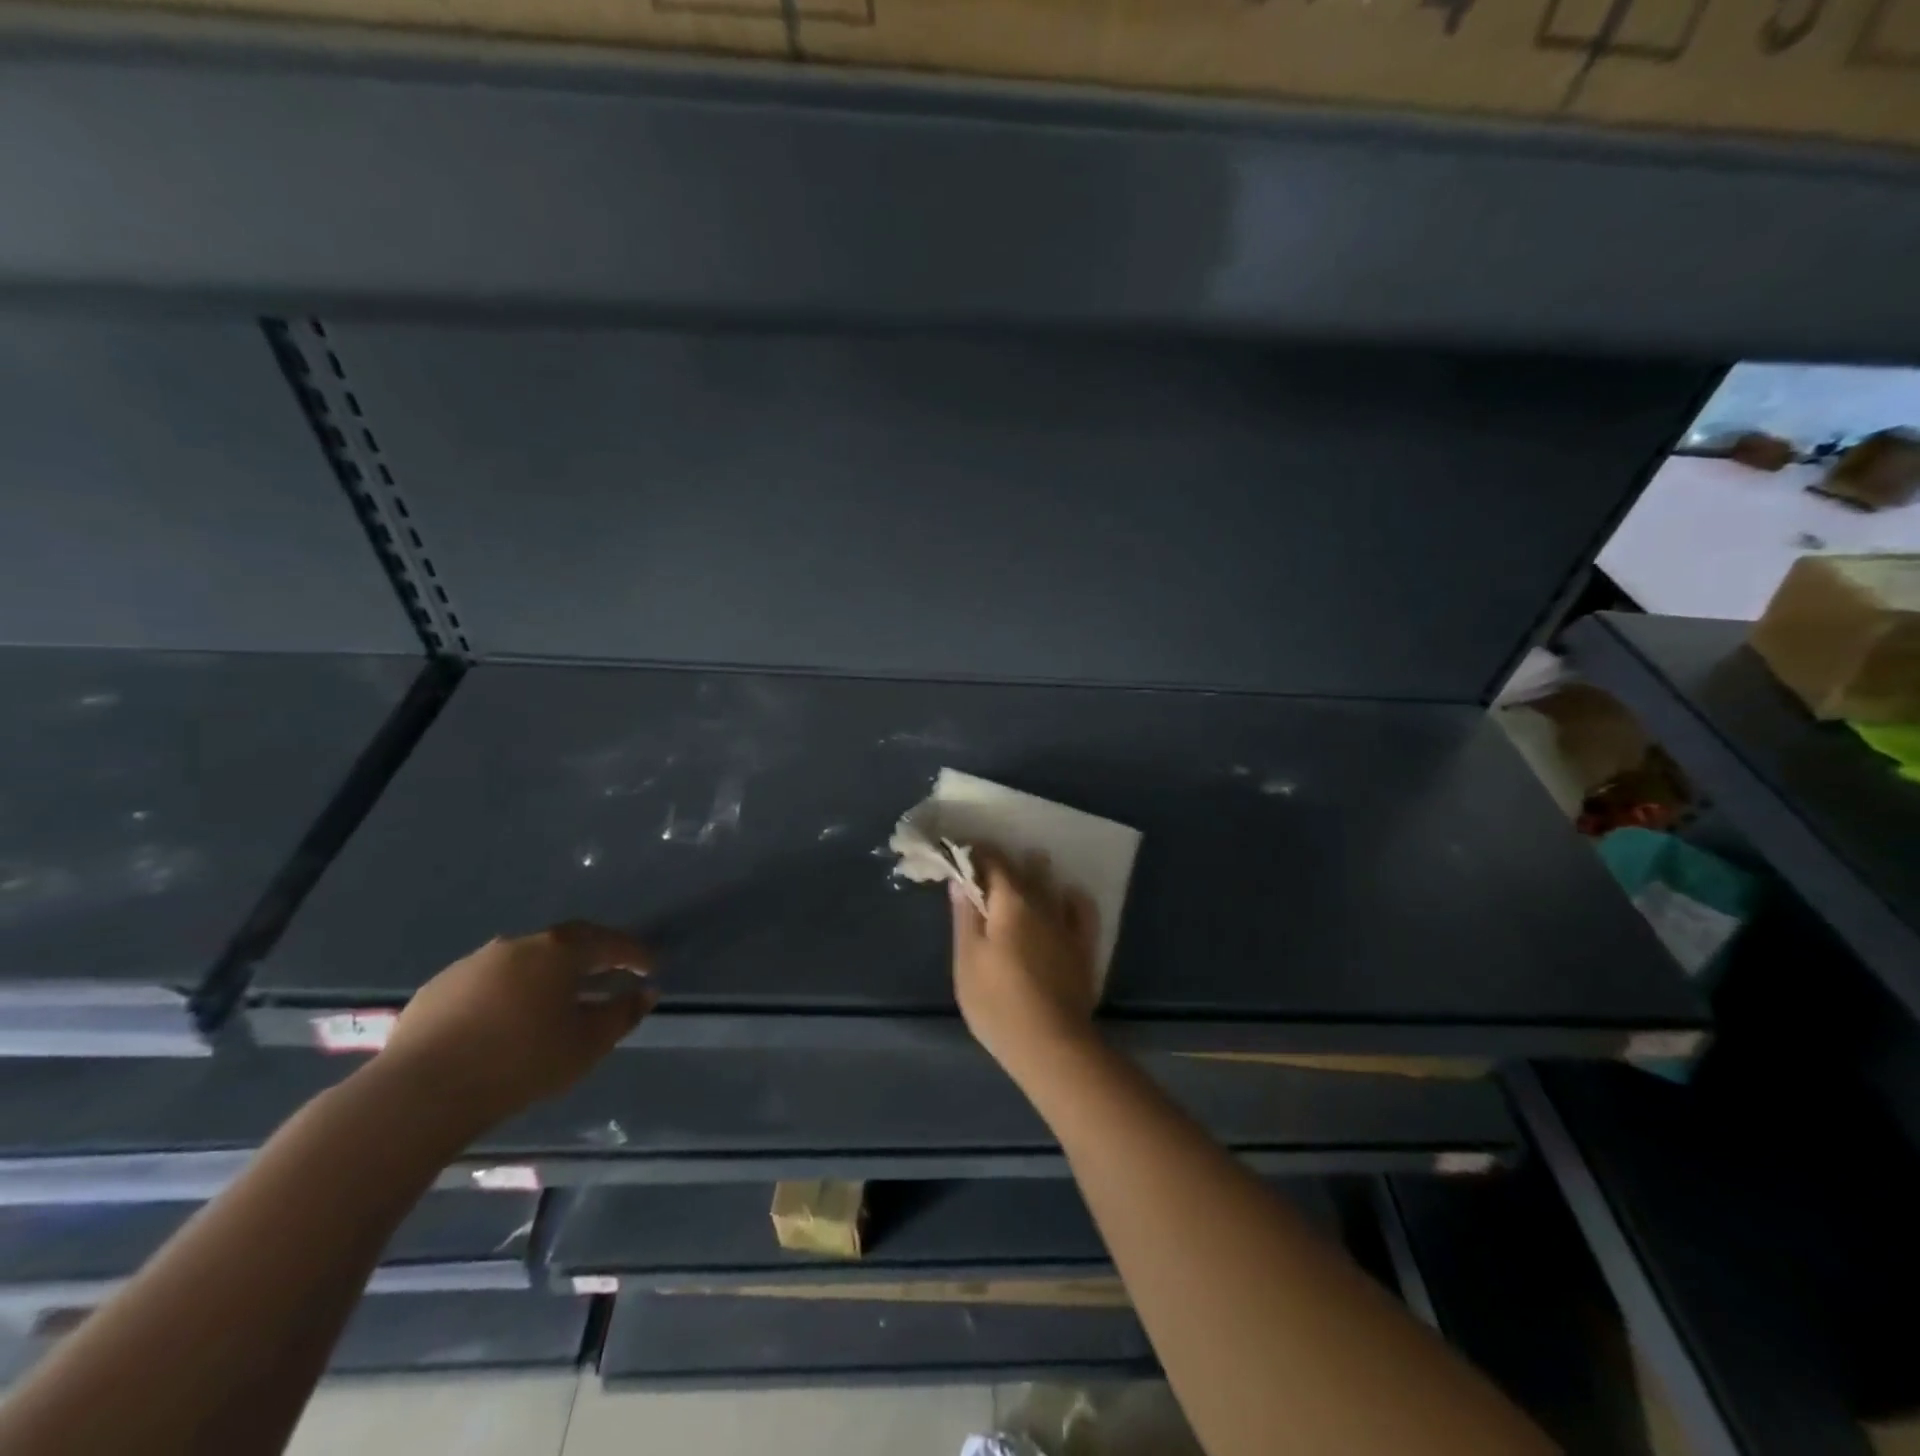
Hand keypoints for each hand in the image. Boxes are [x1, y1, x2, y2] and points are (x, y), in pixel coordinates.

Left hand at [380, 922, 656, 1132]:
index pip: (609, 942)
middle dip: (593, 958)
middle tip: (610, 974)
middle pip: (566, 944)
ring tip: (559, 1000)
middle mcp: (518, 944)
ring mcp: (474, 963)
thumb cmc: (520, 1062)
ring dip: (549, 975)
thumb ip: (623, 1014)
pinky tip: (509, 1019)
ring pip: (525, 961)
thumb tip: (646, 992)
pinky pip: (490, 981)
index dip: (634, 953)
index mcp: (558, 950)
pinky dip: (511, 991)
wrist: (419, 1093)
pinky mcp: (439, 988)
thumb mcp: (587, 1044)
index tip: (651, 966)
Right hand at [951, 849, 1099, 1079]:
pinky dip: (1070, 897)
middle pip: (1022, 868)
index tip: (960, 852)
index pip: (992, 861)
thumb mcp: (967, 960)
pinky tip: (1065, 897)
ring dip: (1036, 871)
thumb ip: (965, 917)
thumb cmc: (998, 1003)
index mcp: (1009, 901)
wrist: (1051, 1044)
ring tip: (1024, 869)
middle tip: (984, 867)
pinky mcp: (1084, 946)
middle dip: (1002, 862)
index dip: (975, 852)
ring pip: (1051, 884)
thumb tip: (961, 881)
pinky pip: (1081, 909)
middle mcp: (1041, 902)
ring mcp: (1066, 924)